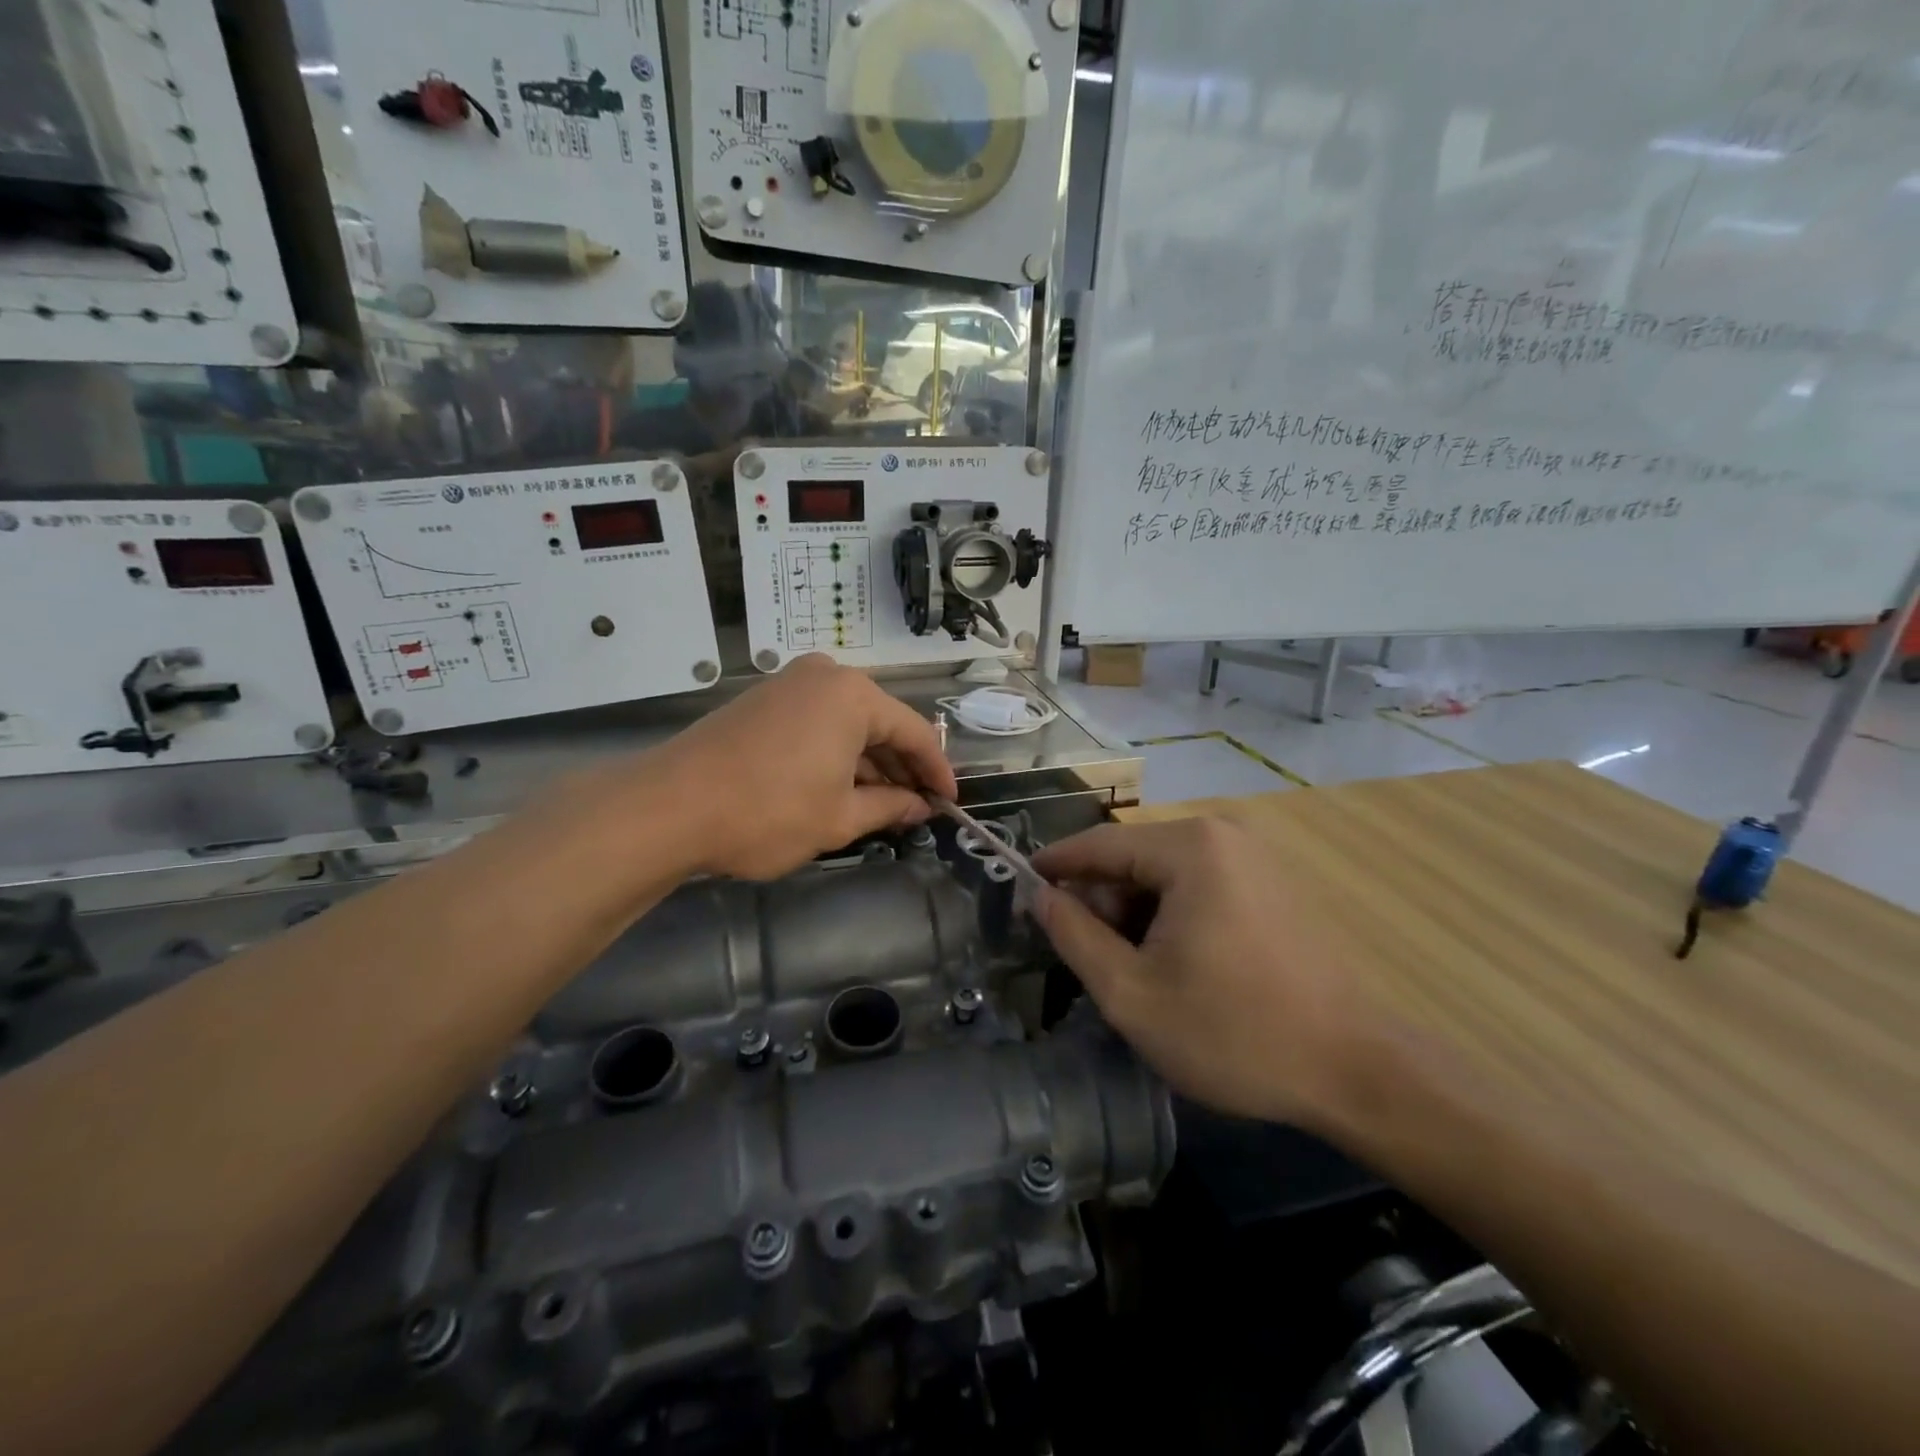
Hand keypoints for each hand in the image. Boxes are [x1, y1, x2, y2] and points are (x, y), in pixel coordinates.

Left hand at [645, 655, 955, 879]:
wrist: (669, 807)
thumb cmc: (769, 811)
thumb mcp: (840, 817)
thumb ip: (891, 807)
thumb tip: (921, 806)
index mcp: (854, 695)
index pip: (915, 733)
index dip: (937, 771)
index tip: (951, 803)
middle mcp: (825, 676)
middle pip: (881, 724)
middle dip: (902, 768)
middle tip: (918, 808)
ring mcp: (789, 684)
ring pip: (848, 724)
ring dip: (868, 764)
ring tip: (883, 806)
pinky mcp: (762, 701)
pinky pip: (817, 724)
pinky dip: (837, 755)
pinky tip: (843, 788)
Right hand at [1032, 818, 1364, 1129]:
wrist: (1359, 1071)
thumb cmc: (1234, 1032)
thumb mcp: (1132, 994)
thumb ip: (1074, 936)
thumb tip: (1040, 897)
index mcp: (1188, 848)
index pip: (1098, 844)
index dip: (1054, 866)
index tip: (1019, 886)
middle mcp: (1223, 835)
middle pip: (1134, 859)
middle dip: (1103, 903)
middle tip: (1088, 960)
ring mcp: (1256, 858)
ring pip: (1167, 875)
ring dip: (1138, 915)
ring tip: (1136, 974)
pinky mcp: (1275, 885)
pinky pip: (1202, 886)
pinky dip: (1174, 917)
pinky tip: (1179, 967)